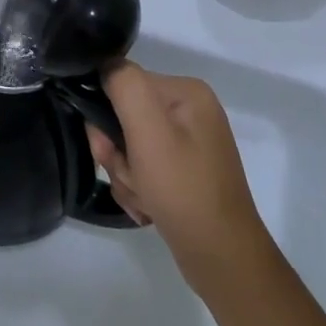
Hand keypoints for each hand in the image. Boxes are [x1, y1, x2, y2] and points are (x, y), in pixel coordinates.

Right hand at [85, 62, 268, 287]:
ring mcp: (189, 143)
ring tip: (143, 198)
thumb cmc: (183, 189)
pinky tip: (148, 207)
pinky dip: (138, 187)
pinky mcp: (185, 172)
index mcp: (186, 92)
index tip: (108, 147)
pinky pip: (143, 167)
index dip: (105, 115)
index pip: (123, 83)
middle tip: (128, 176)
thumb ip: (123, 84)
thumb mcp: (148, 130)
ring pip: (129, 145)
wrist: (221, 259)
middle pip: (124, 116)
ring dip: (125, 173)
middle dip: (116, 151)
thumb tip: (104, 65)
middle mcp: (190, 111)